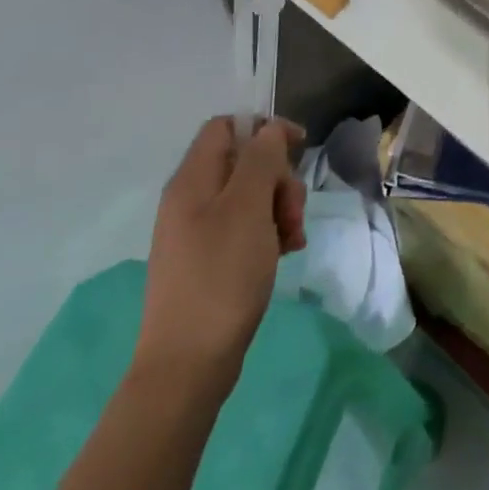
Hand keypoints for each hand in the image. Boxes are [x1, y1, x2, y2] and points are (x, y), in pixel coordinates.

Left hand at [133, 116, 307, 398]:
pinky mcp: (209, 258)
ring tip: (292, 239)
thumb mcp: (248, 209)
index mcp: (192, 181)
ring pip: (251, 195)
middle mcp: (191, 199)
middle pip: (244, 162)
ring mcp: (198, 231)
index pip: (226, 127)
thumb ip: (261, 160)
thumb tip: (269, 131)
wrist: (189, 362)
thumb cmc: (221, 276)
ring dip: (280, 207)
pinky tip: (285, 253)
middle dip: (279, 178)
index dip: (264, 129)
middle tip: (292, 212)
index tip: (299, 148)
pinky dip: (270, 232)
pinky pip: (246, 226)